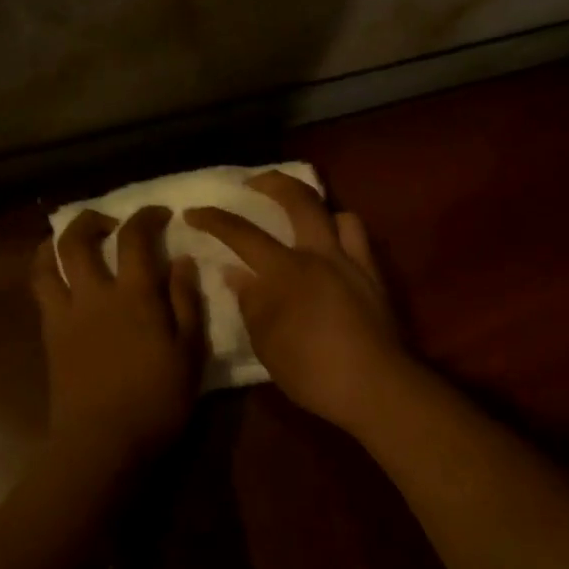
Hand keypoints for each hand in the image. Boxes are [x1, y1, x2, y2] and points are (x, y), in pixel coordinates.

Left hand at [32, 206, 204, 461]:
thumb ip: (186, 302)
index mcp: (134, 295)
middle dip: (91, 220)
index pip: (135, 238)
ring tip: (72, 242)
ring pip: (47, 262)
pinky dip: (47, 272)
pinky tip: (61, 278)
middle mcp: (93, 294)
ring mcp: (65, 314)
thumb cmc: (156, 400)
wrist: (102, 441)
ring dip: (57, 242)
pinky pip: (41, 292)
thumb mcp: (189, 352)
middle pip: (77, 240)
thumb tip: (182, 260)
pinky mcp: (49, 336)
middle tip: (110, 222)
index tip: (160, 214)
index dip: (147, 217)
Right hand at [185, 172, 408, 429]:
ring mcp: (351, 261)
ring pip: (335, 212)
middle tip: (253, 183)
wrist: (374, 385)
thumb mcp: (267, 343)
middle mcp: (319, 254)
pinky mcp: (373, 274)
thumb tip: (235, 273)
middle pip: (297, 199)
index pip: (241, 234)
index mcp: (285, 272)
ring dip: (315, 207)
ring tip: (301, 217)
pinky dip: (341, 230)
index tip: (194, 212)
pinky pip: (357, 237)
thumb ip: (250, 303)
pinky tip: (331, 247)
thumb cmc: (312, 371)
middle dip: (271, 183)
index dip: (214, 219)